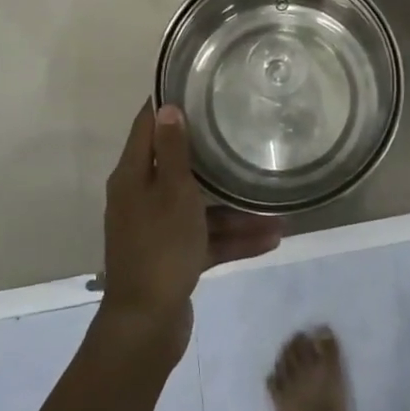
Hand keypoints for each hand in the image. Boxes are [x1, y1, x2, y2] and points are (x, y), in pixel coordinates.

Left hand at [101, 102, 281, 353]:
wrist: (146, 325)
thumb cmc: (160, 247)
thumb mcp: (172, 191)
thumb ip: (172, 150)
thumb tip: (167, 107)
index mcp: (133, 176)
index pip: (147, 126)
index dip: (167, 104)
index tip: (195, 85)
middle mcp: (142, 197)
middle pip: (178, 166)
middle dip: (213, 156)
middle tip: (242, 132)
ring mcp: (158, 229)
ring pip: (200, 206)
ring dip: (235, 207)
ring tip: (276, 206)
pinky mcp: (174, 257)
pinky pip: (206, 237)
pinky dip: (233, 237)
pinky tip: (271, 238)